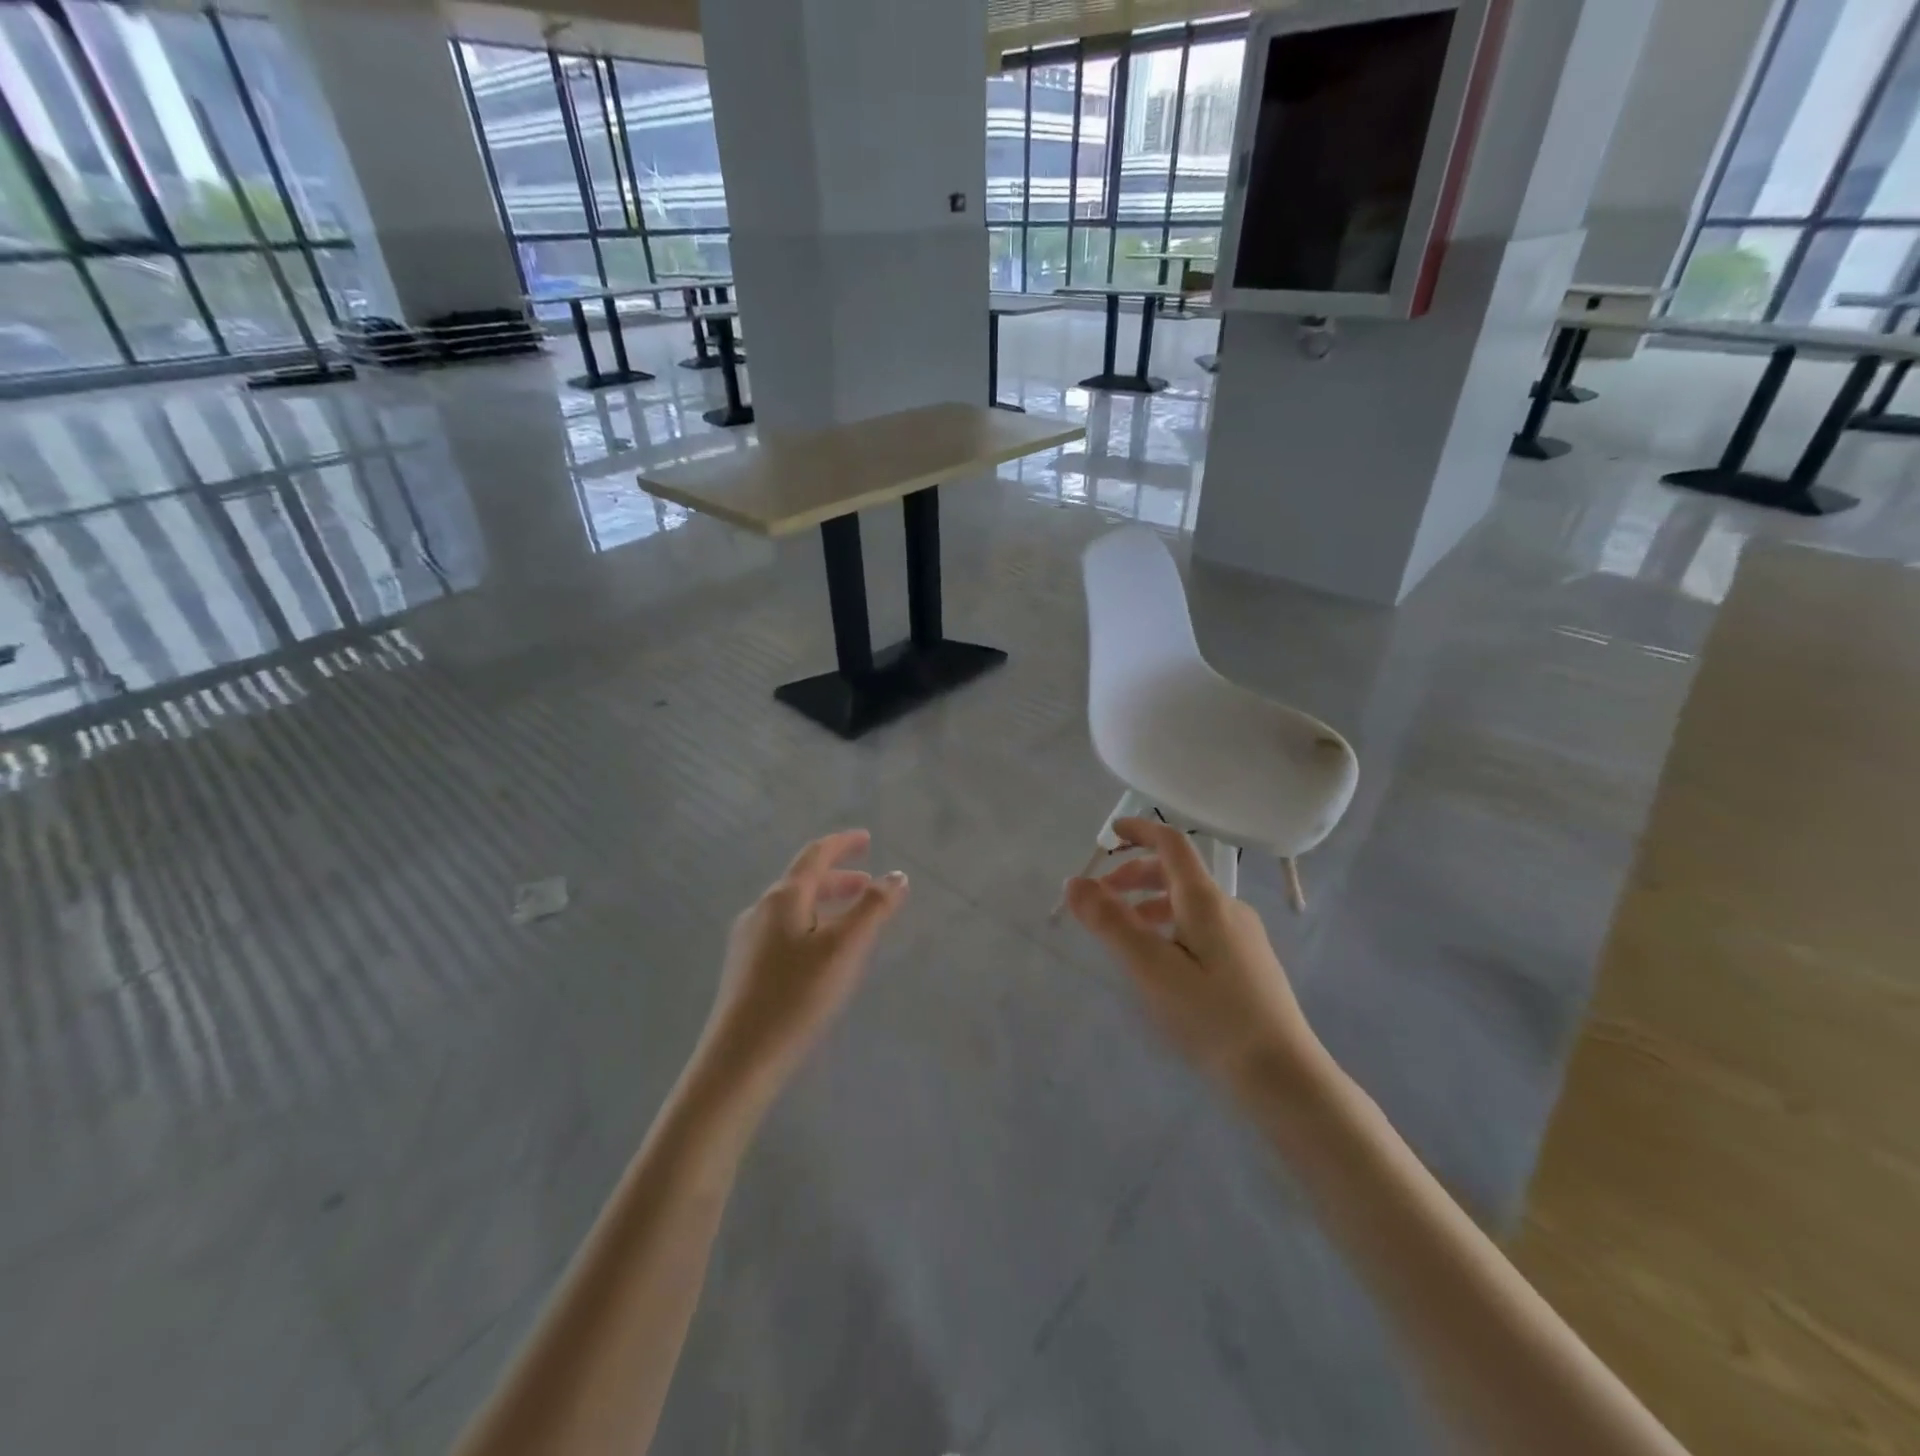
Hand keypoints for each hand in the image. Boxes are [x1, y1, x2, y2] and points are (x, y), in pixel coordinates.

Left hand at [694, 830, 908, 1103]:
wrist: (740, 1060)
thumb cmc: (797, 997)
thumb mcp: (845, 948)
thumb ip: (873, 908)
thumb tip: (897, 875)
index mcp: (783, 898)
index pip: (815, 855)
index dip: (843, 844)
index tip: (866, 839)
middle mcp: (760, 910)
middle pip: (803, 882)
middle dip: (838, 879)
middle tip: (868, 885)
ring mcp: (748, 940)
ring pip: (794, 909)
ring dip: (825, 905)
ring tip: (851, 921)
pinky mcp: (744, 969)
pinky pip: (784, 931)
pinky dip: (811, 926)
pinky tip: (821, 955)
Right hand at [1064, 818, 1326, 1098]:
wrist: (1282, 1076)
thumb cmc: (1210, 1017)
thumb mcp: (1150, 968)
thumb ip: (1110, 922)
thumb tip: (1075, 882)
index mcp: (1206, 900)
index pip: (1172, 844)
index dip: (1140, 831)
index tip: (1110, 833)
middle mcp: (1228, 908)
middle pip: (1177, 873)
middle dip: (1135, 876)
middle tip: (1101, 898)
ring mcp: (1243, 936)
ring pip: (1188, 903)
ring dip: (1150, 904)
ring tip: (1123, 935)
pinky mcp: (1249, 963)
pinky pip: (1201, 927)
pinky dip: (1169, 926)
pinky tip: (1161, 963)